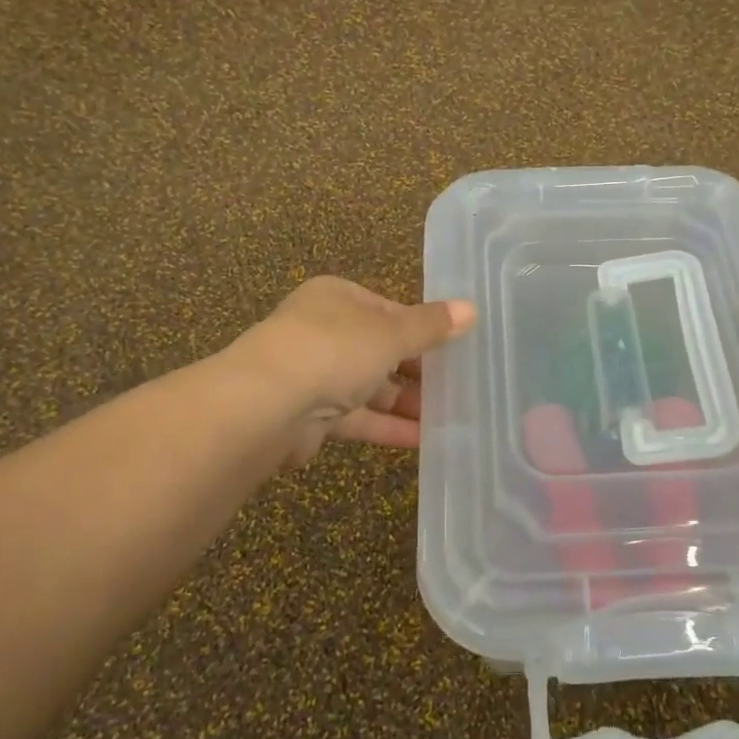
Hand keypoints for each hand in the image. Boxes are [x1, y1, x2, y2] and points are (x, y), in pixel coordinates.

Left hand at [232, 277, 476, 464]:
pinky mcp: (312, 416)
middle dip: (417, 370)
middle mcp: (323, 331)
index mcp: (338, 298)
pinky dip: (388, 427)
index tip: (456, 347)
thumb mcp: (391, 332)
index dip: (422, 328)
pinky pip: (359, 418)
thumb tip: (472, 308)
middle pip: (380, 349)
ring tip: (451, 417)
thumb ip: (431, 326)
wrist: (266, 406)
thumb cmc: (334, 350)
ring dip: (406, 402)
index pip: (388, 309)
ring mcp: (315, 375)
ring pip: (371, 387)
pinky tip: (424, 440)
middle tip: (458, 386)